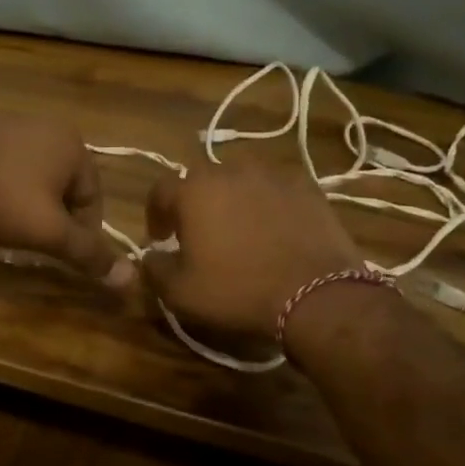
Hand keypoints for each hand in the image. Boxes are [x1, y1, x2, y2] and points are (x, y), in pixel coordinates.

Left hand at [0, 115, 132, 286]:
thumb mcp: (48, 231)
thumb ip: (88, 253)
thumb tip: (130, 279)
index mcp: (72, 144)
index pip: (94, 197)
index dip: (82, 233)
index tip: (61, 255)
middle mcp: (46, 125)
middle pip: (64, 185)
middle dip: (53, 216)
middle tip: (34, 242)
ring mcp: (9, 122)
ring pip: (32, 175)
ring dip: (27, 202)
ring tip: (6, 226)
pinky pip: (3, 164)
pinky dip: (0, 186)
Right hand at [141, 162, 364, 336]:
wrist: (315, 294)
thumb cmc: (238, 291)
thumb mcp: (181, 292)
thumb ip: (154, 269)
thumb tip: (149, 256)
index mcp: (194, 190)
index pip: (160, 191)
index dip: (156, 214)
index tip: (161, 238)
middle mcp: (230, 171)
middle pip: (201, 180)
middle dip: (194, 203)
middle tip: (198, 233)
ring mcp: (272, 175)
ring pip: (240, 180)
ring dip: (232, 199)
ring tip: (238, 228)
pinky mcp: (306, 187)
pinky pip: (274, 189)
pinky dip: (267, 204)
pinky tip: (273, 229)